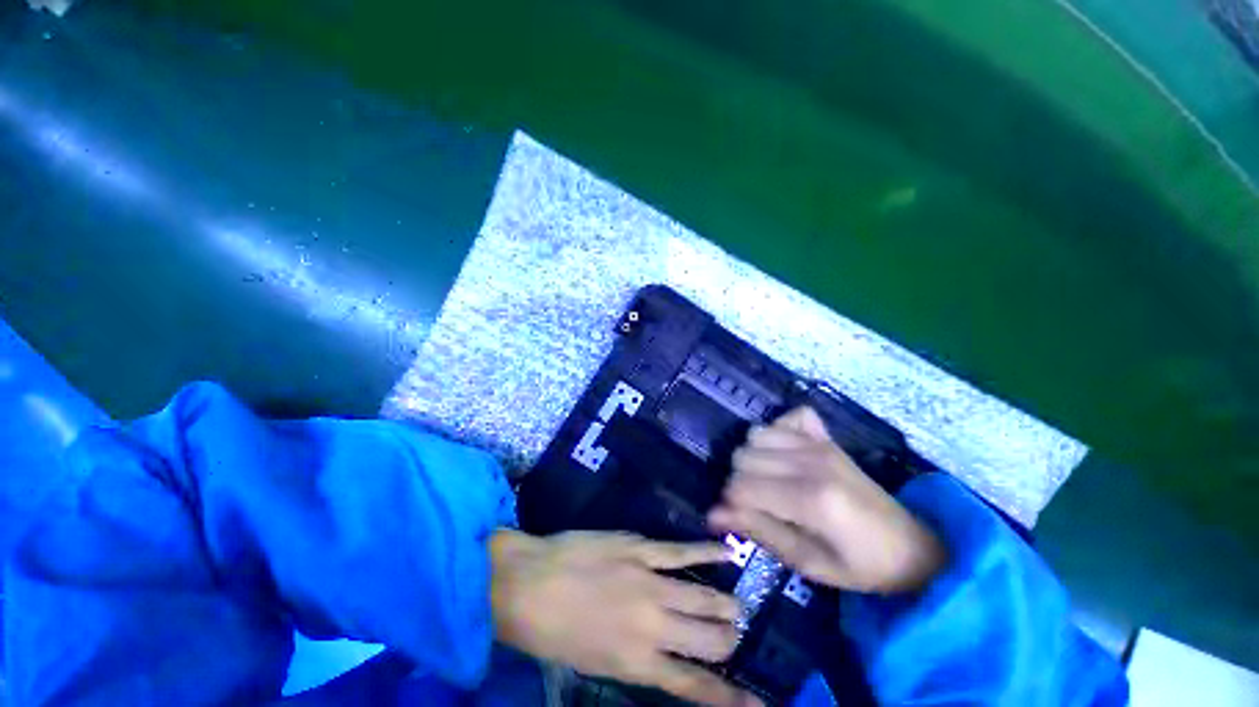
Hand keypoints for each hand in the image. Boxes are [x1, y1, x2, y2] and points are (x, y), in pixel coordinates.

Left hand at [490, 531, 760, 706]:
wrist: (528, 583)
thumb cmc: (552, 630)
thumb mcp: (592, 662)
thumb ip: (632, 660)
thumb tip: (660, 656)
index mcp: (637, 663)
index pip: (695, 685)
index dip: (730, 698)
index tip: (757, 704)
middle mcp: (653, 627)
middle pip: (709, 640)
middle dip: (728, 642)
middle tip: (732, 636)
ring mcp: (649, 583)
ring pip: (702, 598)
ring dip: (725, 606)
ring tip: (738, 607)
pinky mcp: (640, 549)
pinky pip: (681, 552)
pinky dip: (707, 553)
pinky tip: (726, 553)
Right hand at [708, 407, 944, 593]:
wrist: (911, 546)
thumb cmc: (859, 565)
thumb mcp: (807, 563)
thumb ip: (759, 531)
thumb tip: (713, 513)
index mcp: (812, 499)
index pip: (742, 487)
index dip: (731, 504)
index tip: (739, 519)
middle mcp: (811, 461)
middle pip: (742, 456)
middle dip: (740, 482)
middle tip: (760, 505)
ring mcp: (819, 444)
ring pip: (755, 434)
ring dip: (753, 458)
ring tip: (771, 481)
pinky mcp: (825, 437)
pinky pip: (785, 418)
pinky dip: (777, 433)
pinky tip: (786, 456)